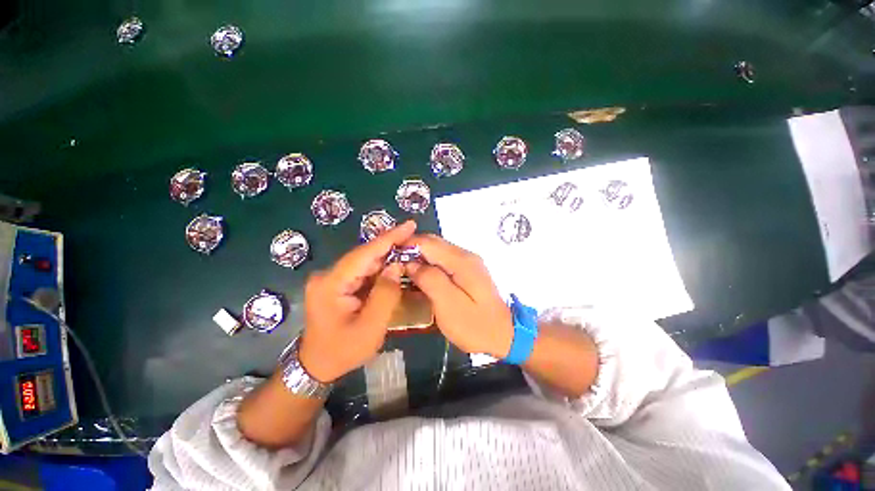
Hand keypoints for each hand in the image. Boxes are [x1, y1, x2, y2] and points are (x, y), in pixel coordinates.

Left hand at [299, 221, 415, 382]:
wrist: (316, 366)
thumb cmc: (342, 351)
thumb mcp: (369, 328)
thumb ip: (385, 295)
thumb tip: (396, 266)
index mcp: (331, 284)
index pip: (364, 254)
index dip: (389, 238)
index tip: (410, 224)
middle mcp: (329, 275)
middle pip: (366, 255)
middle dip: (392, 246)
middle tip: (416, 239)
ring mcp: (333, 279)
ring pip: (366, 262)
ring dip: (388, 257)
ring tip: (410, 250)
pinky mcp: (339, 284)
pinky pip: (364, 271)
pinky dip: (381, 269)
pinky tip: (396, 266)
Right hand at [404, 234, 512, 357]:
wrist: (504, 334)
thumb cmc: (476, 325)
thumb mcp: (449, 306)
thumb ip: (430, 280)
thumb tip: (411, 263)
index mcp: (461, 261)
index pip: (427, 242)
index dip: (405, 246)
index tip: (388, 258)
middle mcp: (465, 255)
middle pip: (432, 243)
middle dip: (410, 250)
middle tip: (392, 265)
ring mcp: (467, 261)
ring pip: (436, 250)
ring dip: (418, 256)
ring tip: (401, 270)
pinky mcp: (467, 270)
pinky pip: (443, 260)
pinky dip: (428, 263)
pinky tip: (419, 276)